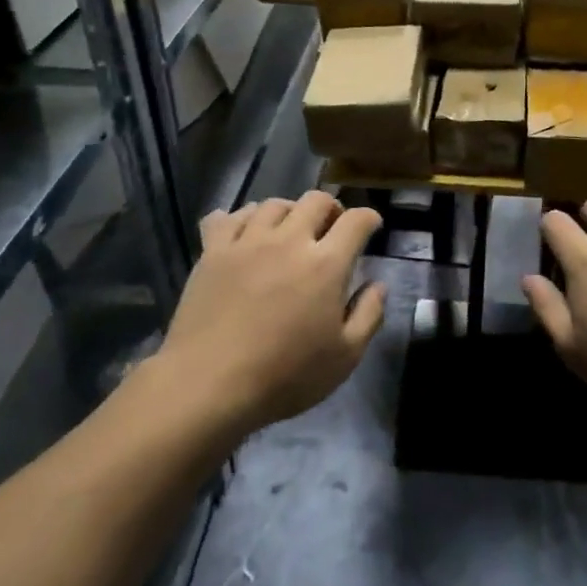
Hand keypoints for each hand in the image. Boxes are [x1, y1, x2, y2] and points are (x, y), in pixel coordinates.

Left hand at [154, 192, 386, 435]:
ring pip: (273, 204)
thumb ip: (369, 315)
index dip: (369, 218)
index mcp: (326, 263)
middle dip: (331, 208)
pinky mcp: (213, 252)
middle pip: (315, 200)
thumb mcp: (344, 357)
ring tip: (289, 229)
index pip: (356, 221)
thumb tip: (378, 285)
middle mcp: (289, 240)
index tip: (371, 228)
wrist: (208, 385)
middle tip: (331, 227)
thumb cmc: (284, 375)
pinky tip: (246, 232)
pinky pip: (228, 216)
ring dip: (289, 211)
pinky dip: (242, 217)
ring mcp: (247, 242)